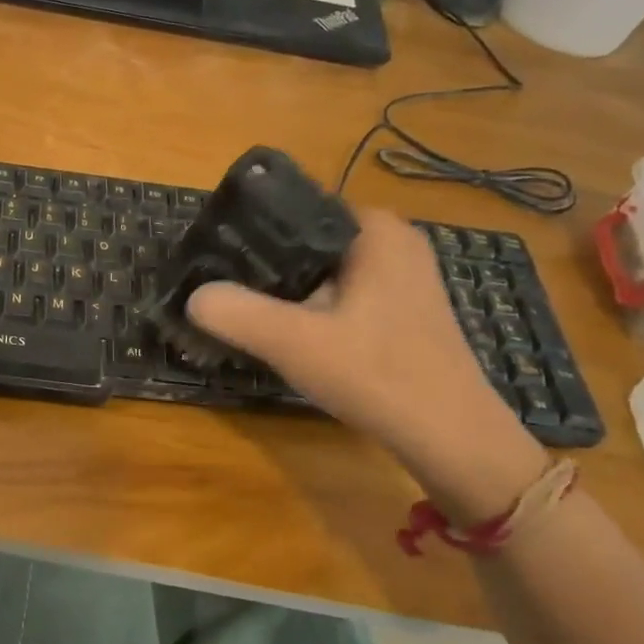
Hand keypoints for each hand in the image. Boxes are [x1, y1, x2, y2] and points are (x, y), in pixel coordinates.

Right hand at [186, 208, 547, 521]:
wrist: (451, 437)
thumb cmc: (376, 374)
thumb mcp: (294, 342)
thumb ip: (237, 313)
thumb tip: (192, 297)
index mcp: (374, 228)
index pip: (295, 207)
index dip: (250, 229)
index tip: (216, 256)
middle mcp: (393, 241)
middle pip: (307, 240)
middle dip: (265, 263)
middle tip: (223, 287)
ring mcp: (403, 276)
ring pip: (323, 270)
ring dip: (287, 290)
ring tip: (246, 310)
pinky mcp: (403, 309)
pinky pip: (342, 293)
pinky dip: (313, 307)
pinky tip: (291, 334)